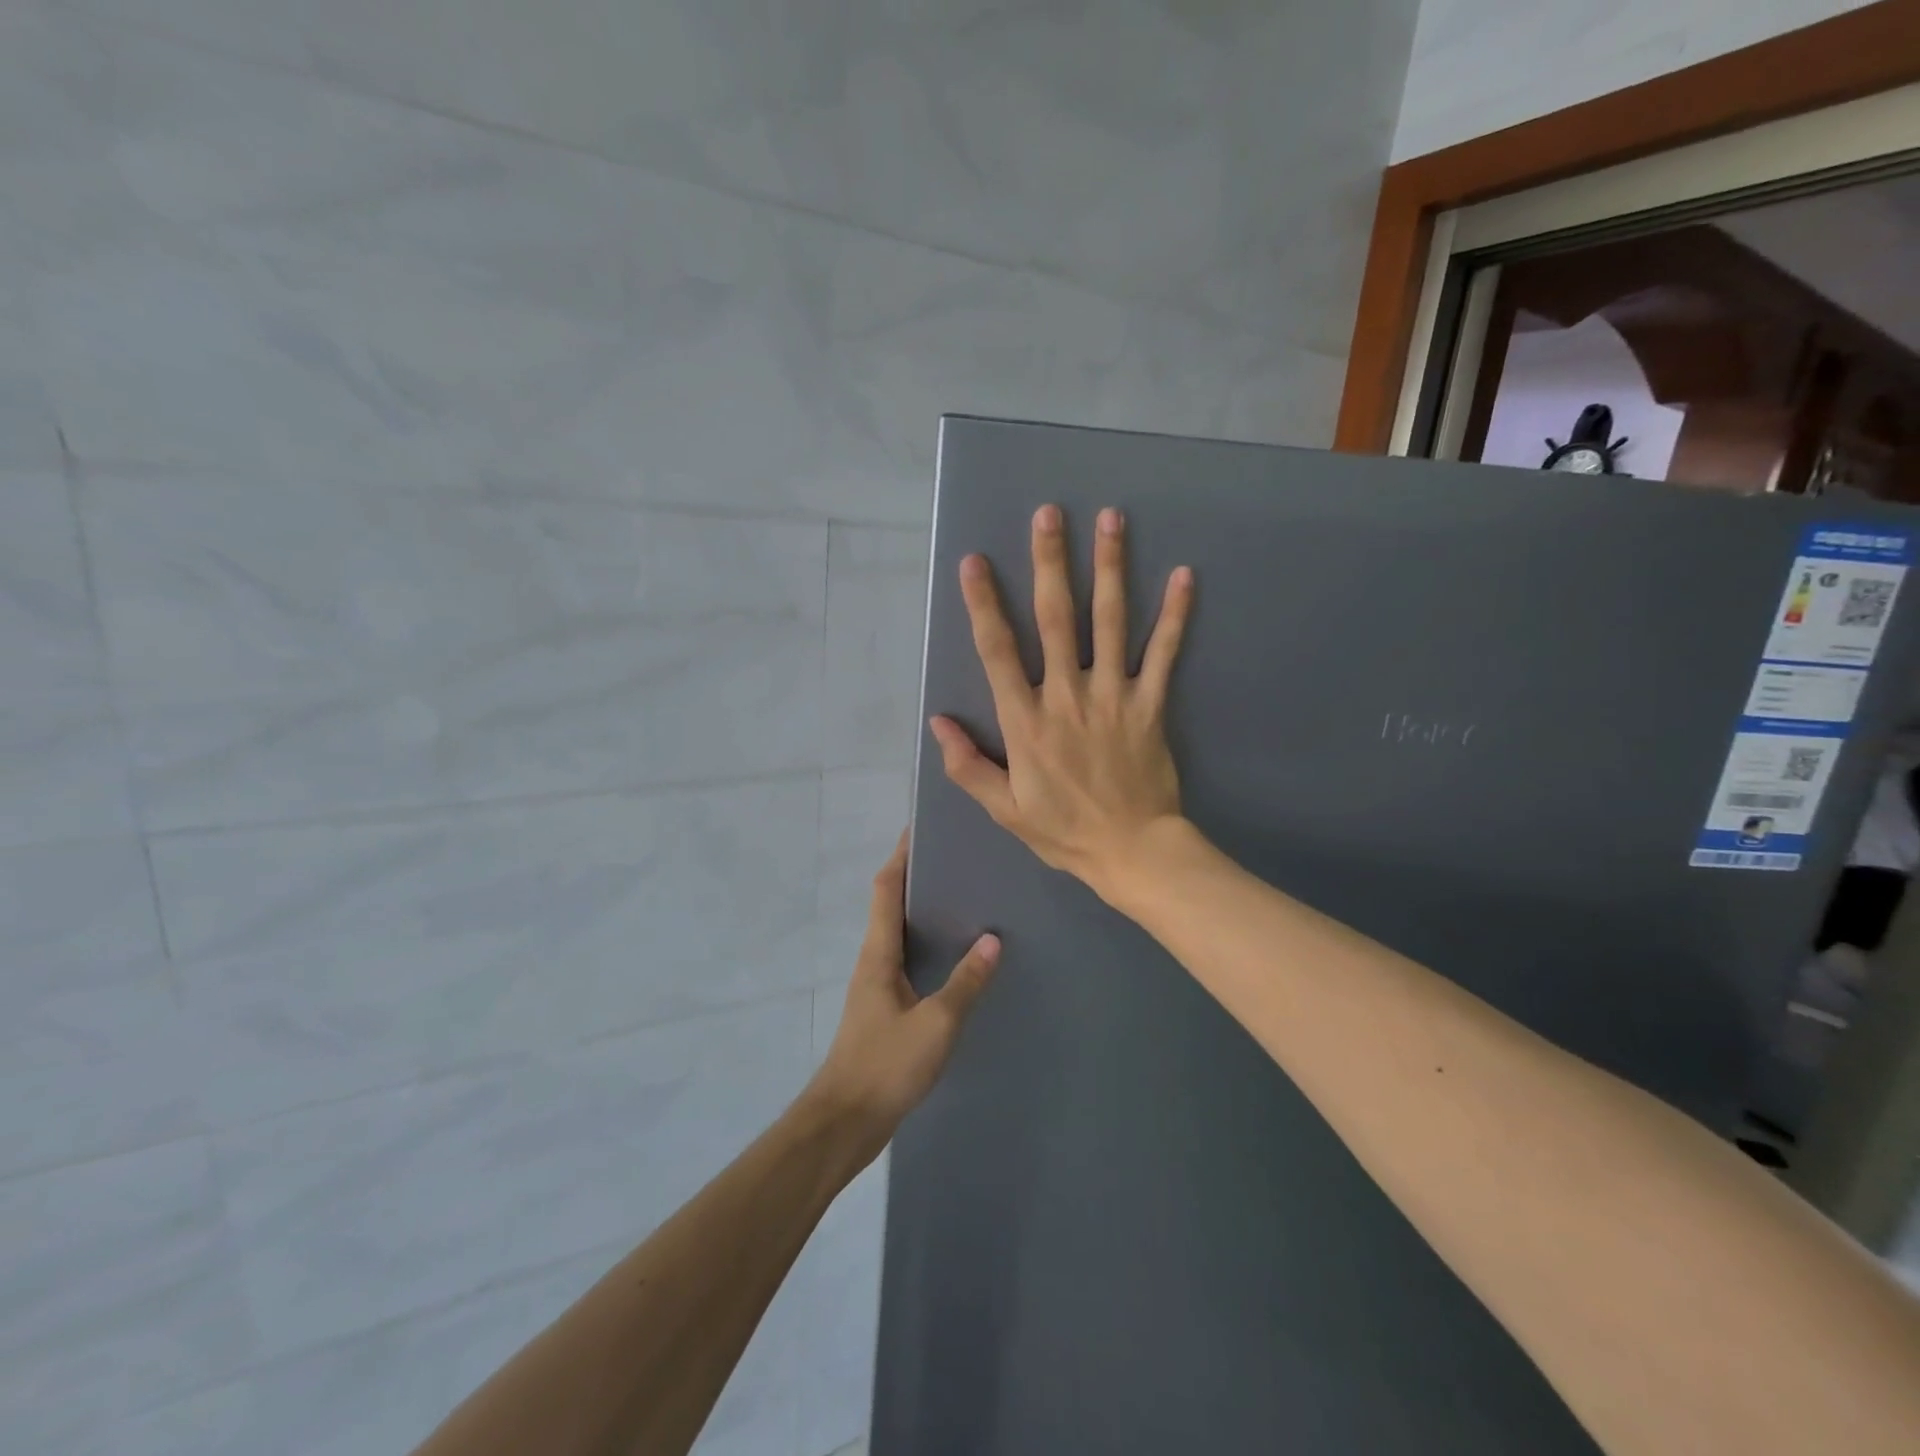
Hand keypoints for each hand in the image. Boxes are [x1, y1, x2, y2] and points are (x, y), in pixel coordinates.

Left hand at [803, 834, 1000, 1159]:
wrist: (845, 1122)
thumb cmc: (885, 1065)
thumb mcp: (935, 1024)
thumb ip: (965, 983)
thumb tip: (992, 940)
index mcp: (878, 954)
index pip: (884, 889)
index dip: (899, 856)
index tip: (919, 829)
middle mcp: (873, 961)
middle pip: (890, 905)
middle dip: (915, 878)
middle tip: (955, 860)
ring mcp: (876, 987)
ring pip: (898, 934)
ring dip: (921, 912)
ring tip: (961, 898)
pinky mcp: (884, 1010)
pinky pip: (906, 962)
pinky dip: (926, 946)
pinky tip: (953, 957)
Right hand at [928, 504, 1193, 898]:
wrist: (1133, 852)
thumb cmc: (1063, 831)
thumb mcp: (1004, 809)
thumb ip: (967, 765)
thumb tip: (937, 723)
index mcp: (1026, 722)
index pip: (997, 651)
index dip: (984, 603)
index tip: (975, 561)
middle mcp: (1067, 697)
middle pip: (1055, 619)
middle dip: (1049, 563)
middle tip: (1048, 514)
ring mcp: (1113, 696)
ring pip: (1109, 622)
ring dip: (1109, 568)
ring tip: (1111, 520)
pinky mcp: (1150, 705)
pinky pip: (1164, 653)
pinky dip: (1175, 614)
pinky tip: (1184, 575)